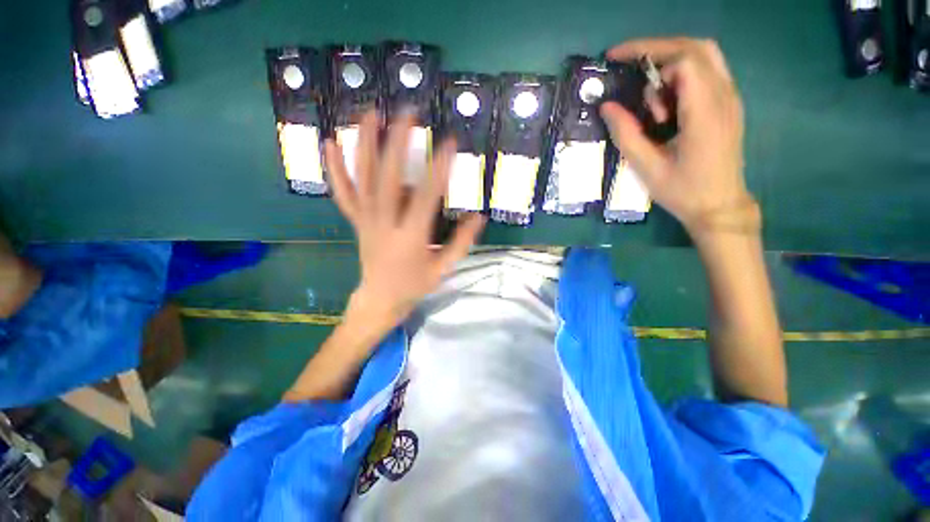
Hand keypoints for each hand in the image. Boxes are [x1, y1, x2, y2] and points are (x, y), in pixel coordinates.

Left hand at [324, 111, 484, 330]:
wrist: (381, 298)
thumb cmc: (415, 285)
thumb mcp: (444, 268)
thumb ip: (462, 242)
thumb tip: (479, 216)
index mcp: (410, 237)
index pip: (426, 197)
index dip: (439, 169)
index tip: (450, 143)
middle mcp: (384, 223)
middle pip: (387, 178)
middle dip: (397, 142)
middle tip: (408, 113)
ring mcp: (366, 220)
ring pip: (361, 178)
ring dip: (364, 144)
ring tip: (371, 113)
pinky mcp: (356, 220)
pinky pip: (343, 193)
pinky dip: (334, 168)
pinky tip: (330, 142)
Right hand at [601, 38, 753, 235]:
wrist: (720, 205)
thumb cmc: (682, 190)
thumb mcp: (646, 167)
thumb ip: (626, 134)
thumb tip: (606, 106)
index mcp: (704, 112)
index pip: (683, 61)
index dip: (648, 55)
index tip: (618, 63)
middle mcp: (724, 96)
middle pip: (696, 48)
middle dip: (658, 48)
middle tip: (627, 62)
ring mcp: (730, 98)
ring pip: (706, 55)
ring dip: (671, 58)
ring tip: (646, 83)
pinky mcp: (729, 104)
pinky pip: (708, 71)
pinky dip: (683, 71)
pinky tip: (665, 95)